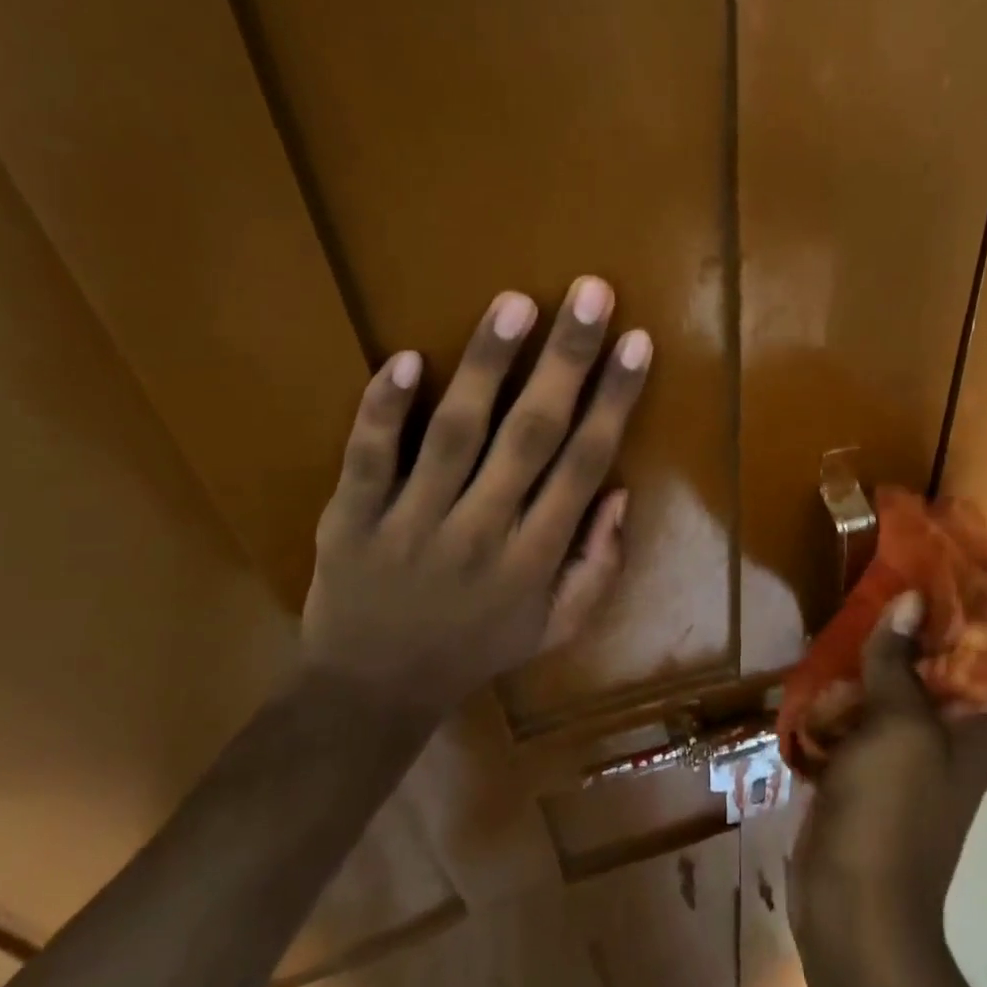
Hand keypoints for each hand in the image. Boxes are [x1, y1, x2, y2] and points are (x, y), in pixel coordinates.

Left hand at [301, 277, 650, 720]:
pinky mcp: (351, 519)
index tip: (635, 342)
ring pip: (455, 435)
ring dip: (487, 366)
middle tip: (590, 293)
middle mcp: (481, 533)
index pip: (584, 465)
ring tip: (516, 304)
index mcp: (536, 558)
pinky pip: (368, 459)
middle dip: (565, 361)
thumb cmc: (477, 650)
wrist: (372, 693)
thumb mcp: (557, 627)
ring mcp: (411, 524)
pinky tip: (406, 358)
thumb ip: (600, 566)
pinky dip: (383, 410)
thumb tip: (621, 492)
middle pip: (530, 435)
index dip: (613, 401)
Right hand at [790, 591, 986, 956]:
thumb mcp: (896, 725)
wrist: (853, 912)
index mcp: (975, 728)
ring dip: (853, 674)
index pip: (966, 654)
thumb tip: (911, 598)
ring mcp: (904, 762)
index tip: (901, 578)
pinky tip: (808, 688)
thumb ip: (898, 660)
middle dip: (885, 643)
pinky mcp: (866, 780)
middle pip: (917, 672)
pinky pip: (853, 728)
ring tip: (823, 638)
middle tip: (850, 605)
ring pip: (880, 698)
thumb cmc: (888, 812)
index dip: (938, 616)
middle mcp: (946, 741)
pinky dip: (834, 709)